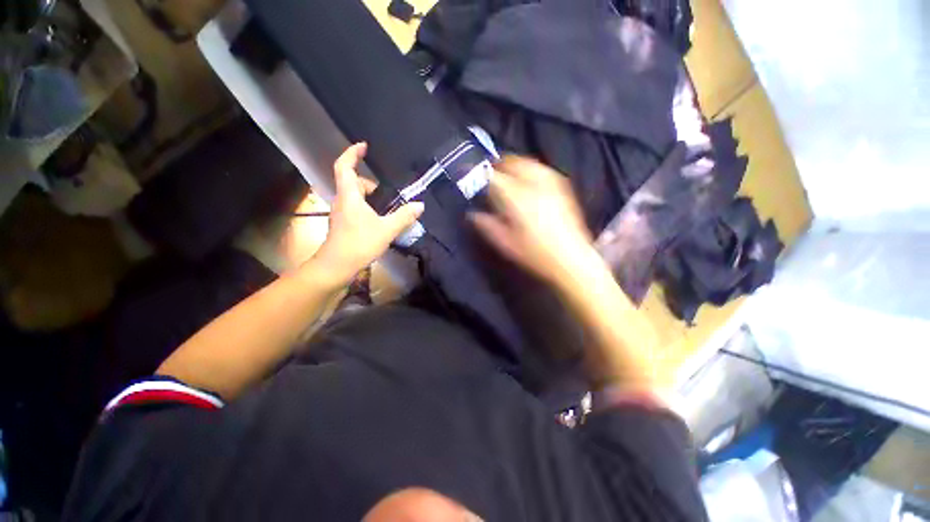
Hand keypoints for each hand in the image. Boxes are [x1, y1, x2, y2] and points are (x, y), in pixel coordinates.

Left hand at [310, 143, 423, 286]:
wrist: (337, 266)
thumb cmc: (359, 243)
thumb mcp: (386, 229)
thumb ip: (404, 216)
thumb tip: (420, 205)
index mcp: (349, 196)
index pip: (344, 167)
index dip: (352, 154)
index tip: (363, 146)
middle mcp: (342, 201)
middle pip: (353, 182)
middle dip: (370, 183)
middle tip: (387, 194)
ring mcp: (341, 213)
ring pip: (354, 196)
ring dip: (370, 198)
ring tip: (387, 209)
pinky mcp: (343, 224)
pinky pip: (355, 208)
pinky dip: (367, 208)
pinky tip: (379, 221)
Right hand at [470, 156, 593, 282]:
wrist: (570, 258)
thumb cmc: (534, 254)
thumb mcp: (505, 243)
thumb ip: (487, 225)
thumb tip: (472, 214)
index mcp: (516, 197)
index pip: (493, 177)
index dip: (479, 175)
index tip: (471, 177)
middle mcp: (533, 184)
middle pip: (511, 162)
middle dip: (498, 165)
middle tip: (489, 174)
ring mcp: (550, 183)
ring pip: (528, 162)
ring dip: (514, 164)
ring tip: (507, 174)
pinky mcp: (562, 187)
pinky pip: (542, 169)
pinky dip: (530, 169)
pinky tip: (528, 180)